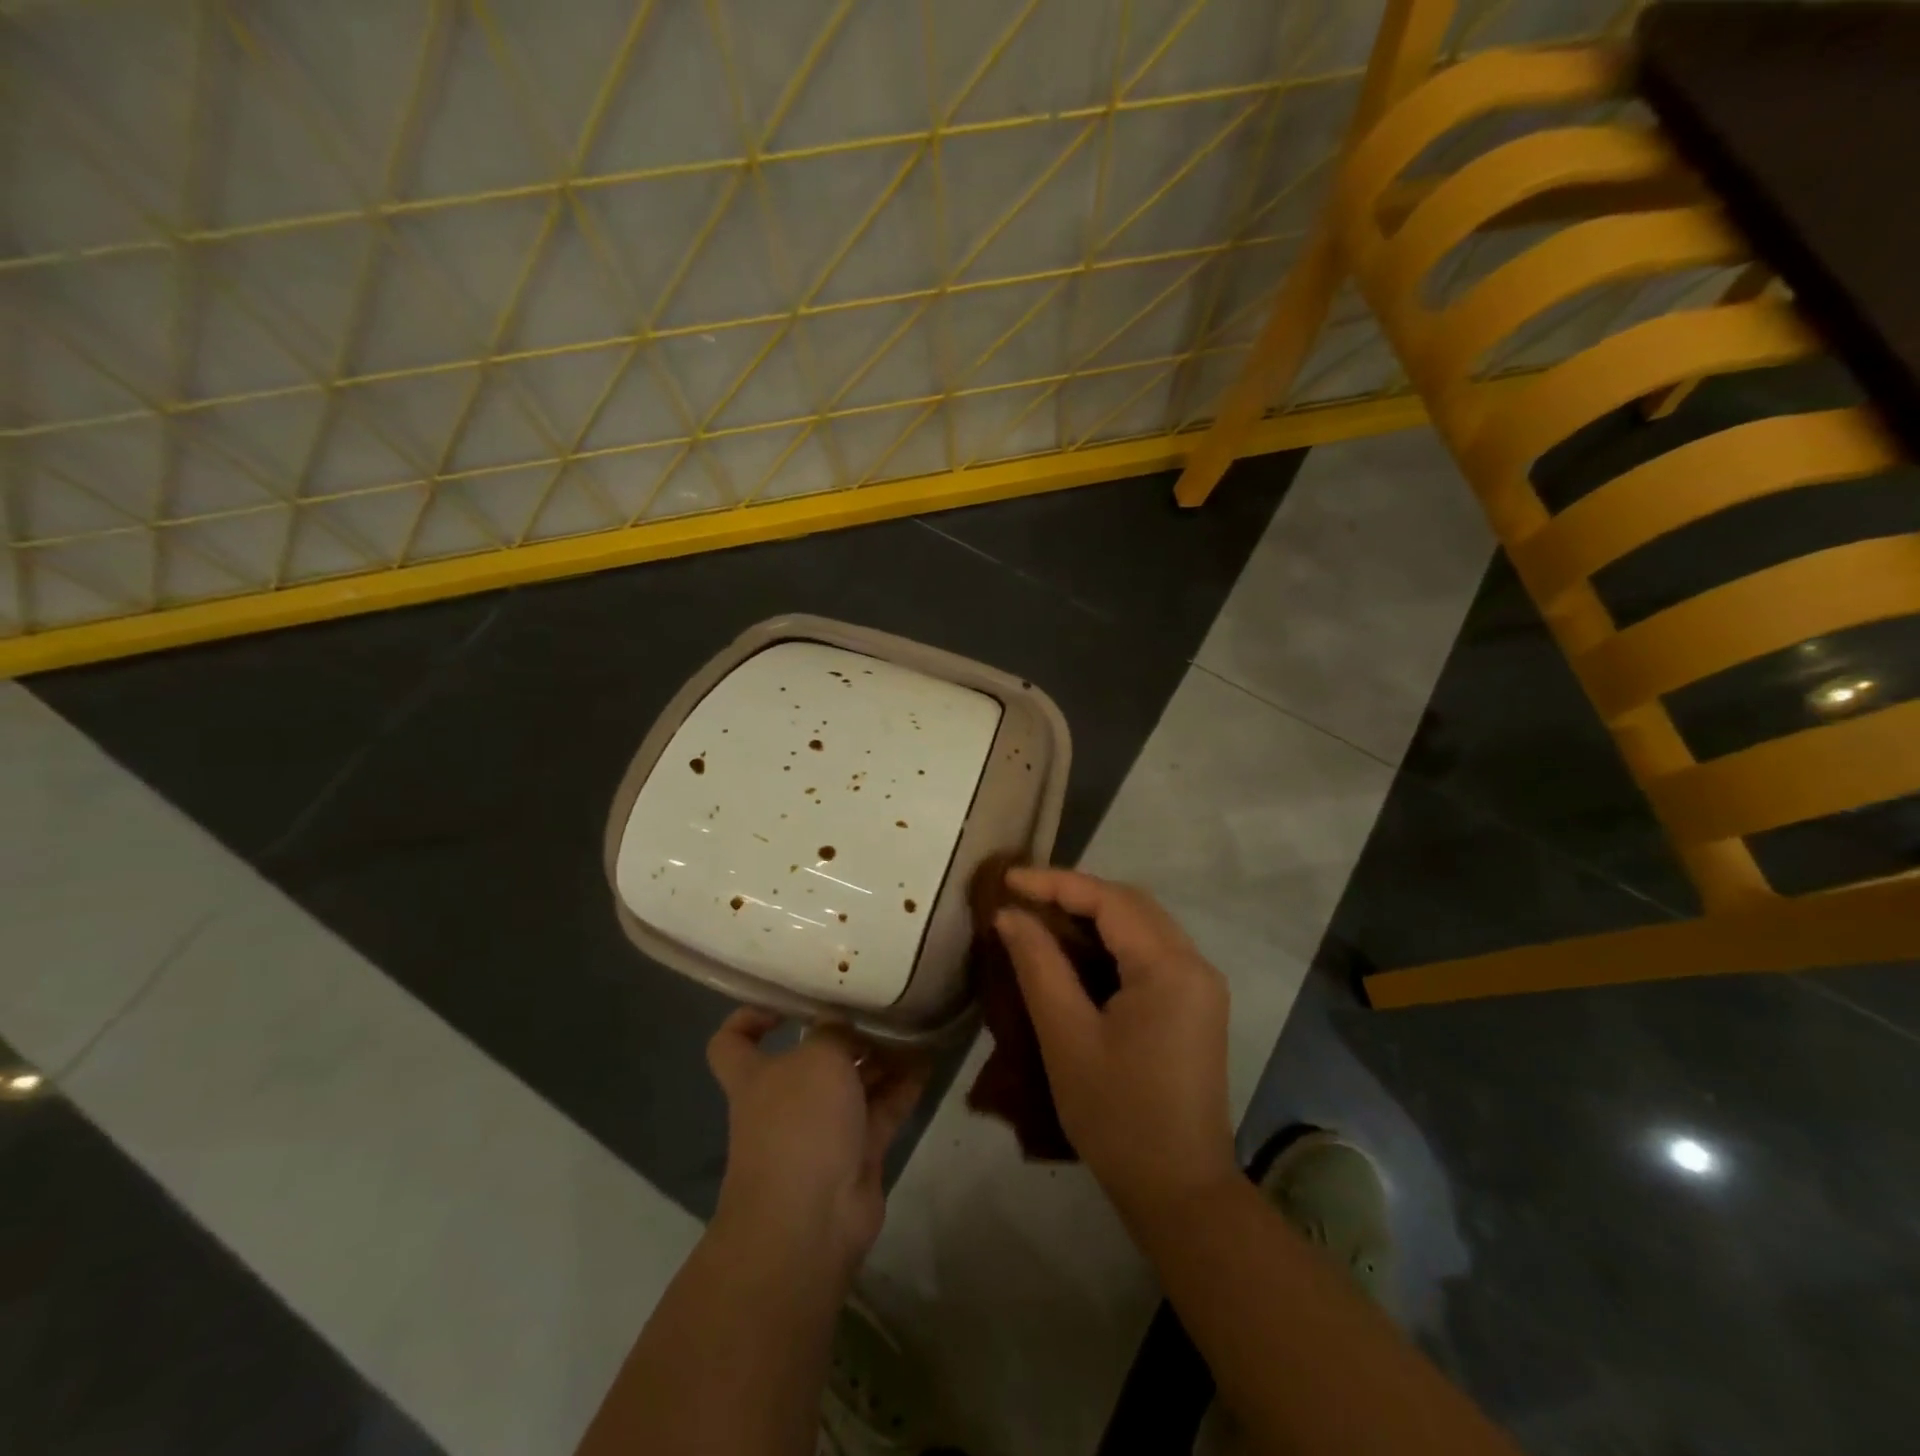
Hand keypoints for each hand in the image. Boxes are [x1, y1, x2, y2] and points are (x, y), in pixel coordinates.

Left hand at [706, 1009, 928, 1277]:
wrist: (811, 1220)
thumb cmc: (799, 1123)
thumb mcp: (817, 1057)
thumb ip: (833, 1032)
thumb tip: (841, 1024)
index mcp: (755, 1075)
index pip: (733, 1041)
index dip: (751, 1017)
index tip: (786, 1004)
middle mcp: (786, 1100)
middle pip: (812, 1058)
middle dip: (845, 1034)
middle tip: (879, 1006)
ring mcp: (822, 1130)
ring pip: (854, 1083)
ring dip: (881, 1057)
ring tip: (914, 1025)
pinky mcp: (857, 1153)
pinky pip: (882, 1109)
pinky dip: (903, 1086)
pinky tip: (928, 1059)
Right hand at [995, 868, 1237, 1223]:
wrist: (1180, 1192)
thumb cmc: (1118, 1116)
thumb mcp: (1067, 1037)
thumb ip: (1039, 966)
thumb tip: (1009, 915)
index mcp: (1170, 967)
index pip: (1110, 899)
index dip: (1056, 882)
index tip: (1008, 879)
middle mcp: (1195, 964)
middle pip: (1132, 904)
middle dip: (1076, 892)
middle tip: (1023, 896)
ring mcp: (1200, 985)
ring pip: (1142, 924)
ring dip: (1094, 914)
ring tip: (1042, 916)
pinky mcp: (1195, 1005)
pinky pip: (1150, 951)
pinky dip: (1112, 940)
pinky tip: (1077, 950)